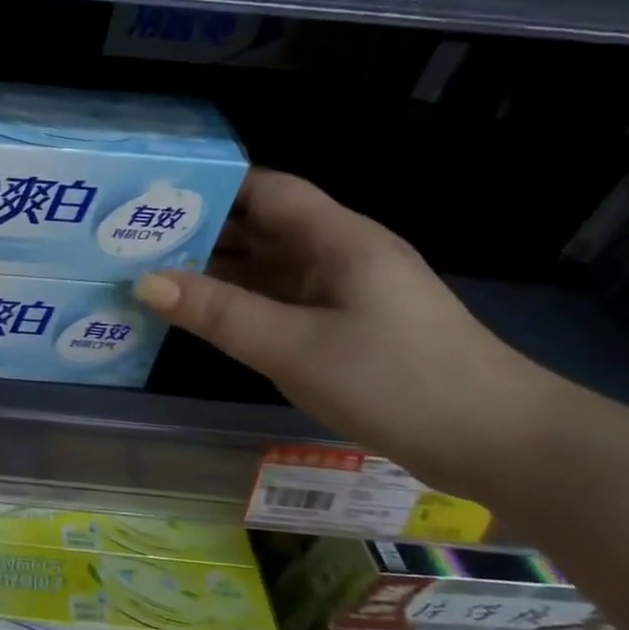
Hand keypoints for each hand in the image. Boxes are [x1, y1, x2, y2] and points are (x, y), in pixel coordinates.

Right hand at [132, 170, 556, 492]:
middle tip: (130, 240)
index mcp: (336, 239)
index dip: (210, 186)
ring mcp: (340, 293)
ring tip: (147, 274)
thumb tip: (143, 282)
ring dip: (213, 270)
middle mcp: (337, 255)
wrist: (499, 443)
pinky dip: (235, 304)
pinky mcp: (341, 327)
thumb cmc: (397, 381)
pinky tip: (195, 316)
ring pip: (265, 267)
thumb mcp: (295, 346)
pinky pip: (275, 302)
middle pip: (259, 227)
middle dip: (198, 230)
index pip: (265, 190)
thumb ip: (219, 313)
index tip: (150, 196)